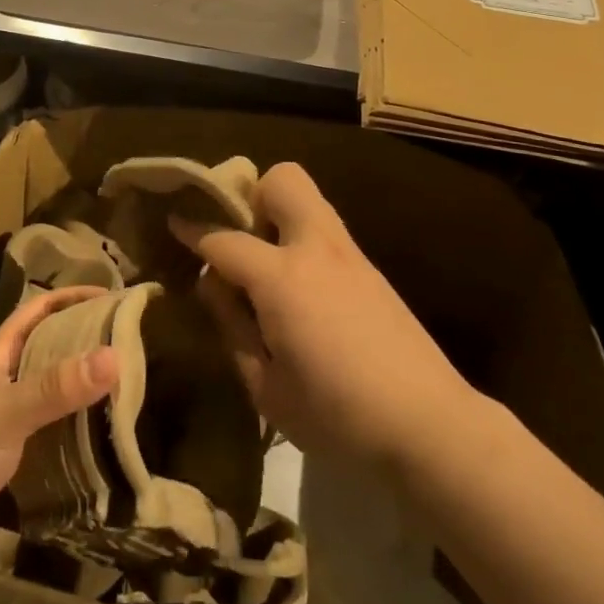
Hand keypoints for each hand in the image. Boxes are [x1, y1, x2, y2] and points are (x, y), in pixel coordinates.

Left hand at [0, 287, 117, 596]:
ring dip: (86, 402)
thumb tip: (116, 355)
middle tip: (135, 350)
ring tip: (133, 399)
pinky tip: (108, 456)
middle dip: (87, 349)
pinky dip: (77, 451)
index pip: (36, 313)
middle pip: (50, 357)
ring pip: (53, 406)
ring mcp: (3, 436)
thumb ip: (57, 386)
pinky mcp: (8, 479)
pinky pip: (52, 453)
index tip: (114, 297)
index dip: (71, 298)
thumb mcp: (5, 411)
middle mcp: (1, 391)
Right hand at [172, 162, 474, 470]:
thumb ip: (232, 327)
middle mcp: (316, 248)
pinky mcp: (371, 268)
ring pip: (309, 197)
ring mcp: (350, 253)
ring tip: (265, 265)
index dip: (193, 230)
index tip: (174, 222)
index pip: (224, 240)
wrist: (429, 423)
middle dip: (253, 196)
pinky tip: (301, 290)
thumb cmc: (337, 415)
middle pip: (282, 180)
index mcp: (283, 278)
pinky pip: (325, 230)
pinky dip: (302, 240)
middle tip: (239, 237)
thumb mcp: (266, 388)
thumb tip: (214, 284)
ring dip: (279, 215)